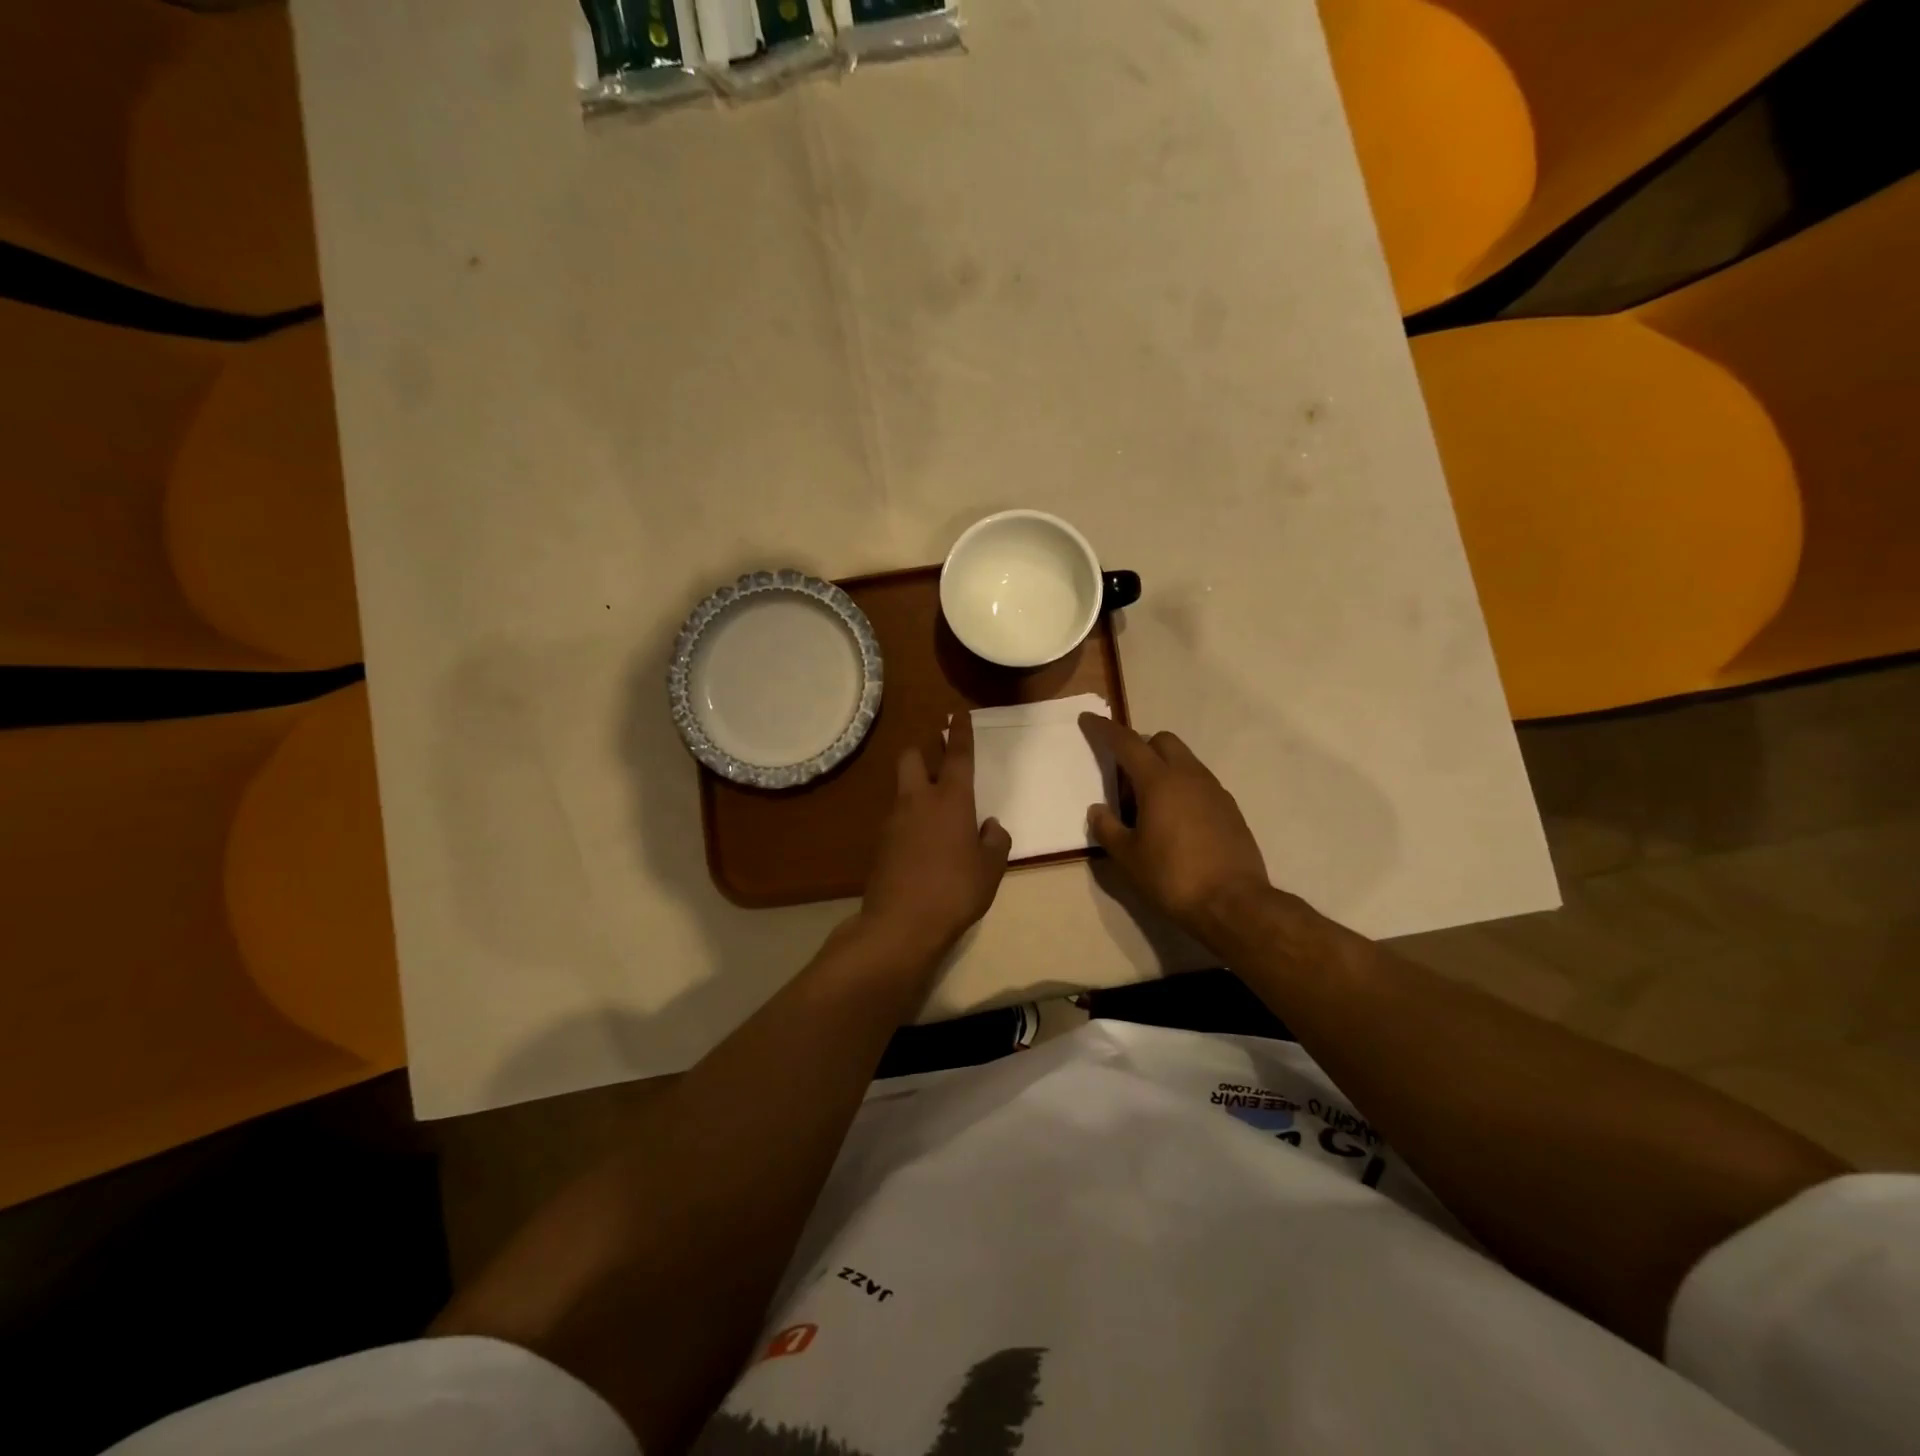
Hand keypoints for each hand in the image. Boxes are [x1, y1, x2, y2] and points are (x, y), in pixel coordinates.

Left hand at [859, 712, 1012, 964]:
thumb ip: (995, 841)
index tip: (958, 712)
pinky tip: (926, 842)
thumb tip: (989, 825)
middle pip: (912, 757)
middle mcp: (918, 800)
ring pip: (903, 788)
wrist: (901, 924)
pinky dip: (912, 818)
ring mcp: (895, 820)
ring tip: (939, 810)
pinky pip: (899, 817)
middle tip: (939, 758)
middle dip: (924, 750)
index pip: (957, 755)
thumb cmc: (955, 891)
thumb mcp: (991, 869)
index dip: (960, 731)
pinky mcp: (881, 843)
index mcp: (950, 800)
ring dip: (918, 787)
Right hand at [1080, 714, 1269, 936]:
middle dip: (1139, 747)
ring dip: (1162, 768)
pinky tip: (1174, 820)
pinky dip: (1182, 787)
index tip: (1088, 719)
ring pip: (1184, 761)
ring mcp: (1214, 790)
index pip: (1126, 743)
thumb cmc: (1172, 877)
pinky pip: (1199, 783)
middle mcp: (1189, 776)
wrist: (1233, 903)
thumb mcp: (1127, 857)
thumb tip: (1098, 810)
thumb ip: (1107, 828)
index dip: (1104, 729)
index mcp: (1159, 781)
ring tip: (1147, 805)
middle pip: (1162, 741)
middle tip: (1123, 778)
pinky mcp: (1230, 808)